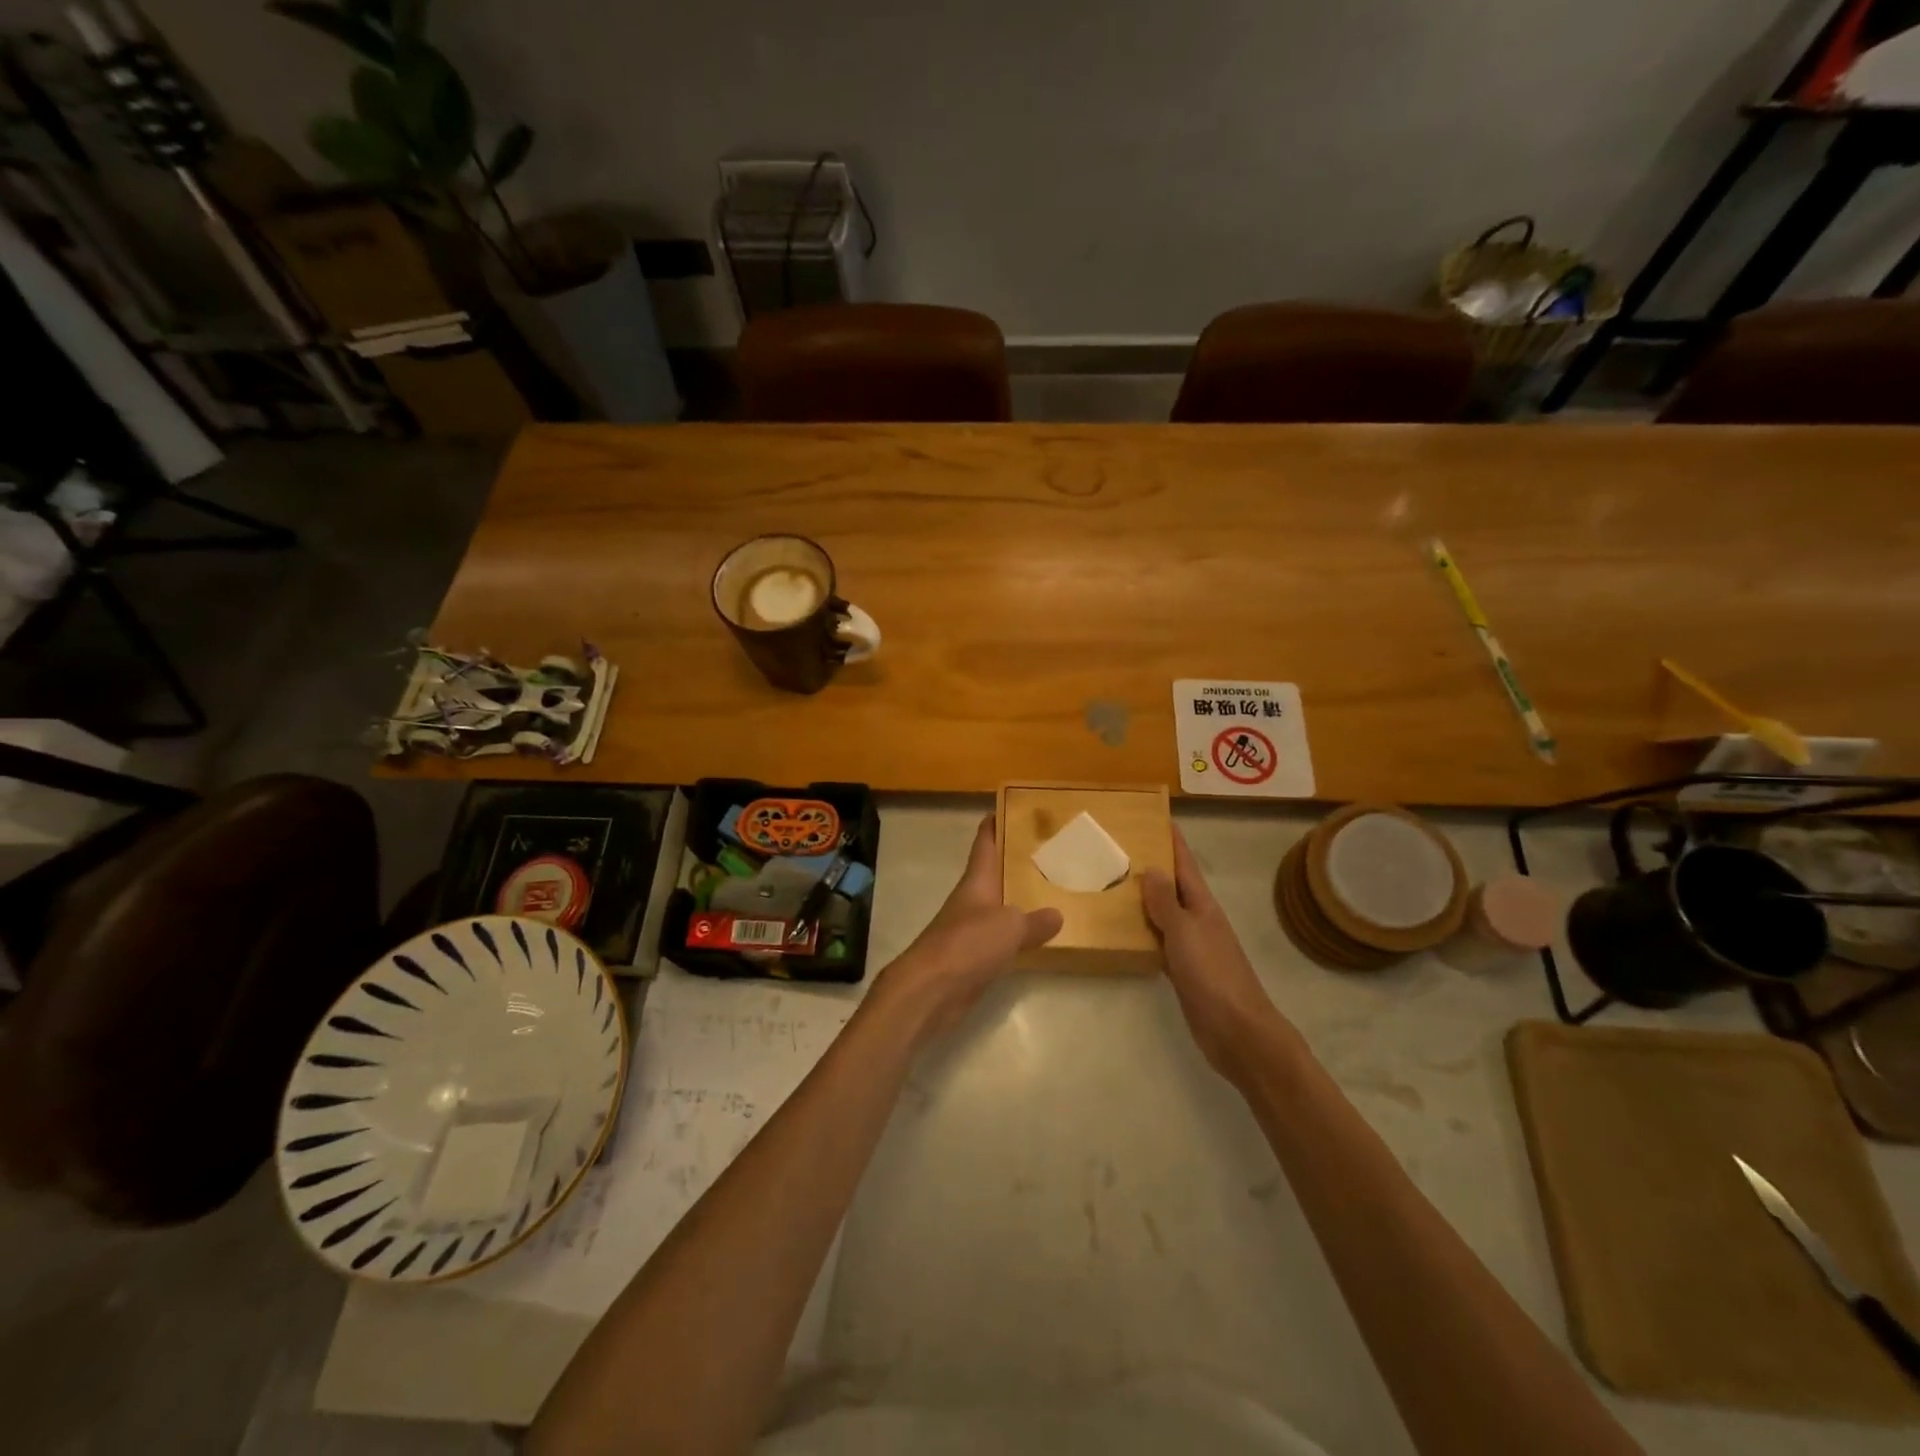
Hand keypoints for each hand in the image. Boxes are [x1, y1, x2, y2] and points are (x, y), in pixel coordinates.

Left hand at [875, 817, 1062, 1042]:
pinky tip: (1039, 938)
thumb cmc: (968, 944)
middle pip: (995, 873)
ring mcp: (971, 929)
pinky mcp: (974, 958)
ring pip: (1000, 906)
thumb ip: (1034, 920)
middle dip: (1017, 861)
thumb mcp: (1010, 927)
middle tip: (1050, 851)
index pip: (985, 843)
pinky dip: (1018, 935)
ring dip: (1020, 899)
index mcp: (977, 881)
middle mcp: (972, 900)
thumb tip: (1057, 914)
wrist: (931, 990)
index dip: (995, 823)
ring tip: (1053, 891)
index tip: (1011, 807)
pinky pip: (1001, 938)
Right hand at [1141, 826, 1296, 1079]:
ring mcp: (1191, 946)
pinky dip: (1143, 932)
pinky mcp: (1183, 971)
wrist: (1237, 1031)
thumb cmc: (1212, 975)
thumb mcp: (1185, 932)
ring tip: (1112, 883)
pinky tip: (1123, 931)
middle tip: (1118, 848)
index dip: (1172, 841)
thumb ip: (1166, 902)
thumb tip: (1152, 868)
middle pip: (1173, 886)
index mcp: (1202, 905)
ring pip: (1164, 914)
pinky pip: (1159, 941)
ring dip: (1144, 899)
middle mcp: (1197, 920)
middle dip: (1152, 866)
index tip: (1156, 816)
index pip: (1185, 864)